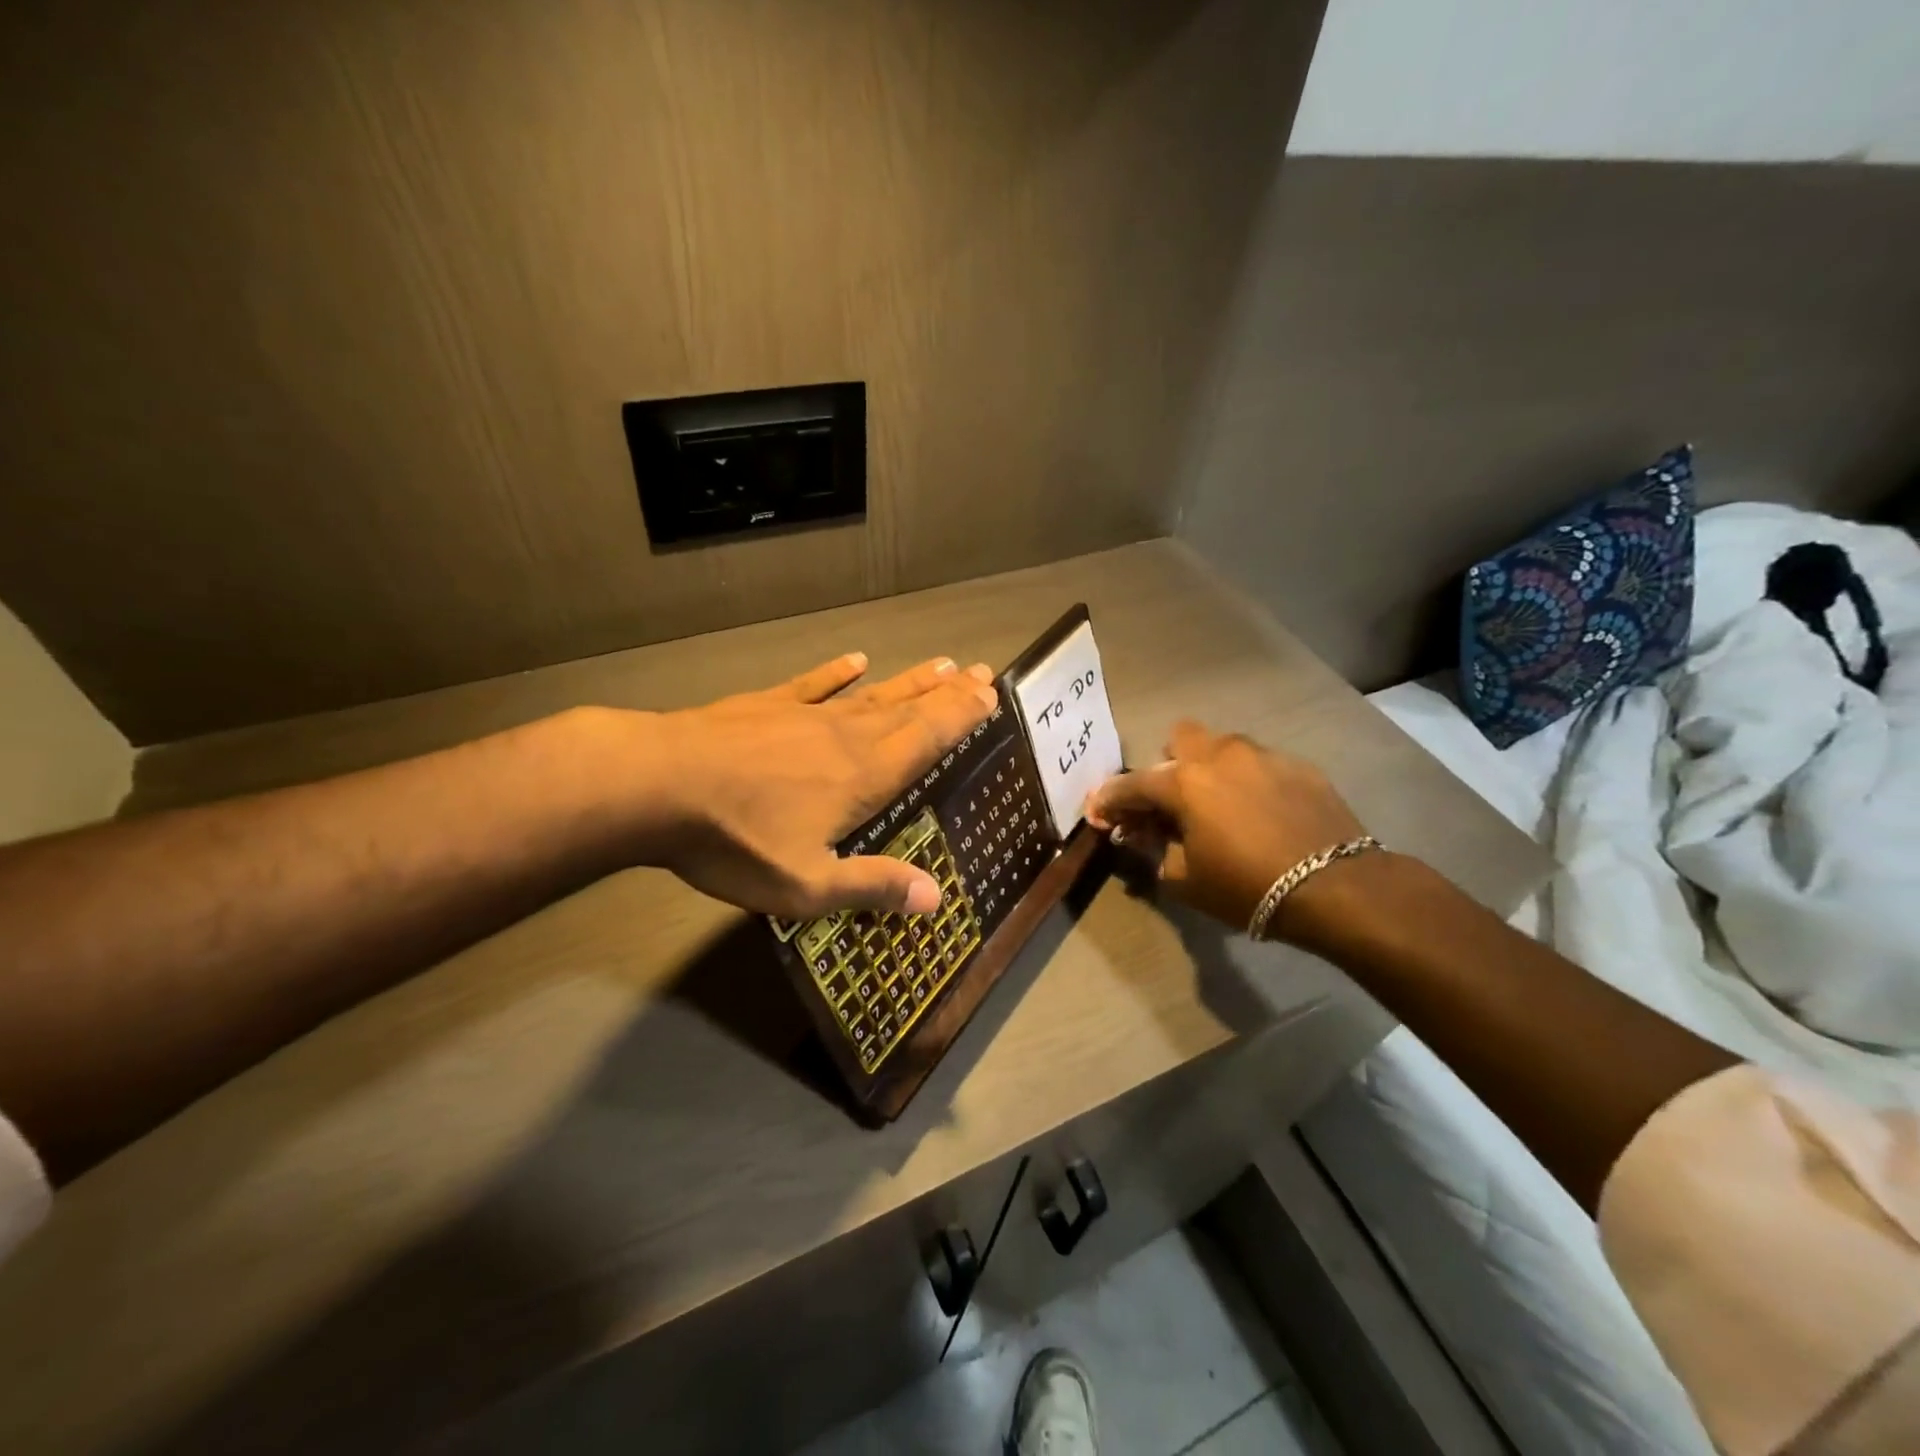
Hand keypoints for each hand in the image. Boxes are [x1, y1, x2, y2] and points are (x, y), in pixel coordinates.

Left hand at [644, 652, 997, 918]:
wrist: (659, 785)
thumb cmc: (736, 840)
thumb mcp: (805, 884)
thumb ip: (871, 886)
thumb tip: (935, 897)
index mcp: (862, 777)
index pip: (925, 741)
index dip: (960, 718)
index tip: (989, 694)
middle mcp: (844, 738)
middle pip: (907, 711)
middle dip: (946, 694)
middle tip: (979, 671)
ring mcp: (804, 716)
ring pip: (870, 694)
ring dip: (907, 680)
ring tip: (939, 664)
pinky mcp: (765, 705)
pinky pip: (813, 684)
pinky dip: (836, 673)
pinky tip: (855, 659)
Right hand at [1085, 720, 1369, 943]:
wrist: (1337, 887)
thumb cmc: (1248, 887)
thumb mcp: (1185, 880)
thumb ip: (1155, 849)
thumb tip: (1141, 834)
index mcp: (1184, 782)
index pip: (1131, 784)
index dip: (1109, 800)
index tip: (1098, 812)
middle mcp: (1220, 755)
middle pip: (1180, 738)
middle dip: (1169, 765)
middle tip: (1174, 802)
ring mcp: (1263, 755)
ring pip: (1224, 747)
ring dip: (1211, 770)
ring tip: (1222, 807)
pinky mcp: (1300, 766)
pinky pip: (1261, 764)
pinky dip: (1250, 782)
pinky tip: (1263, 814)